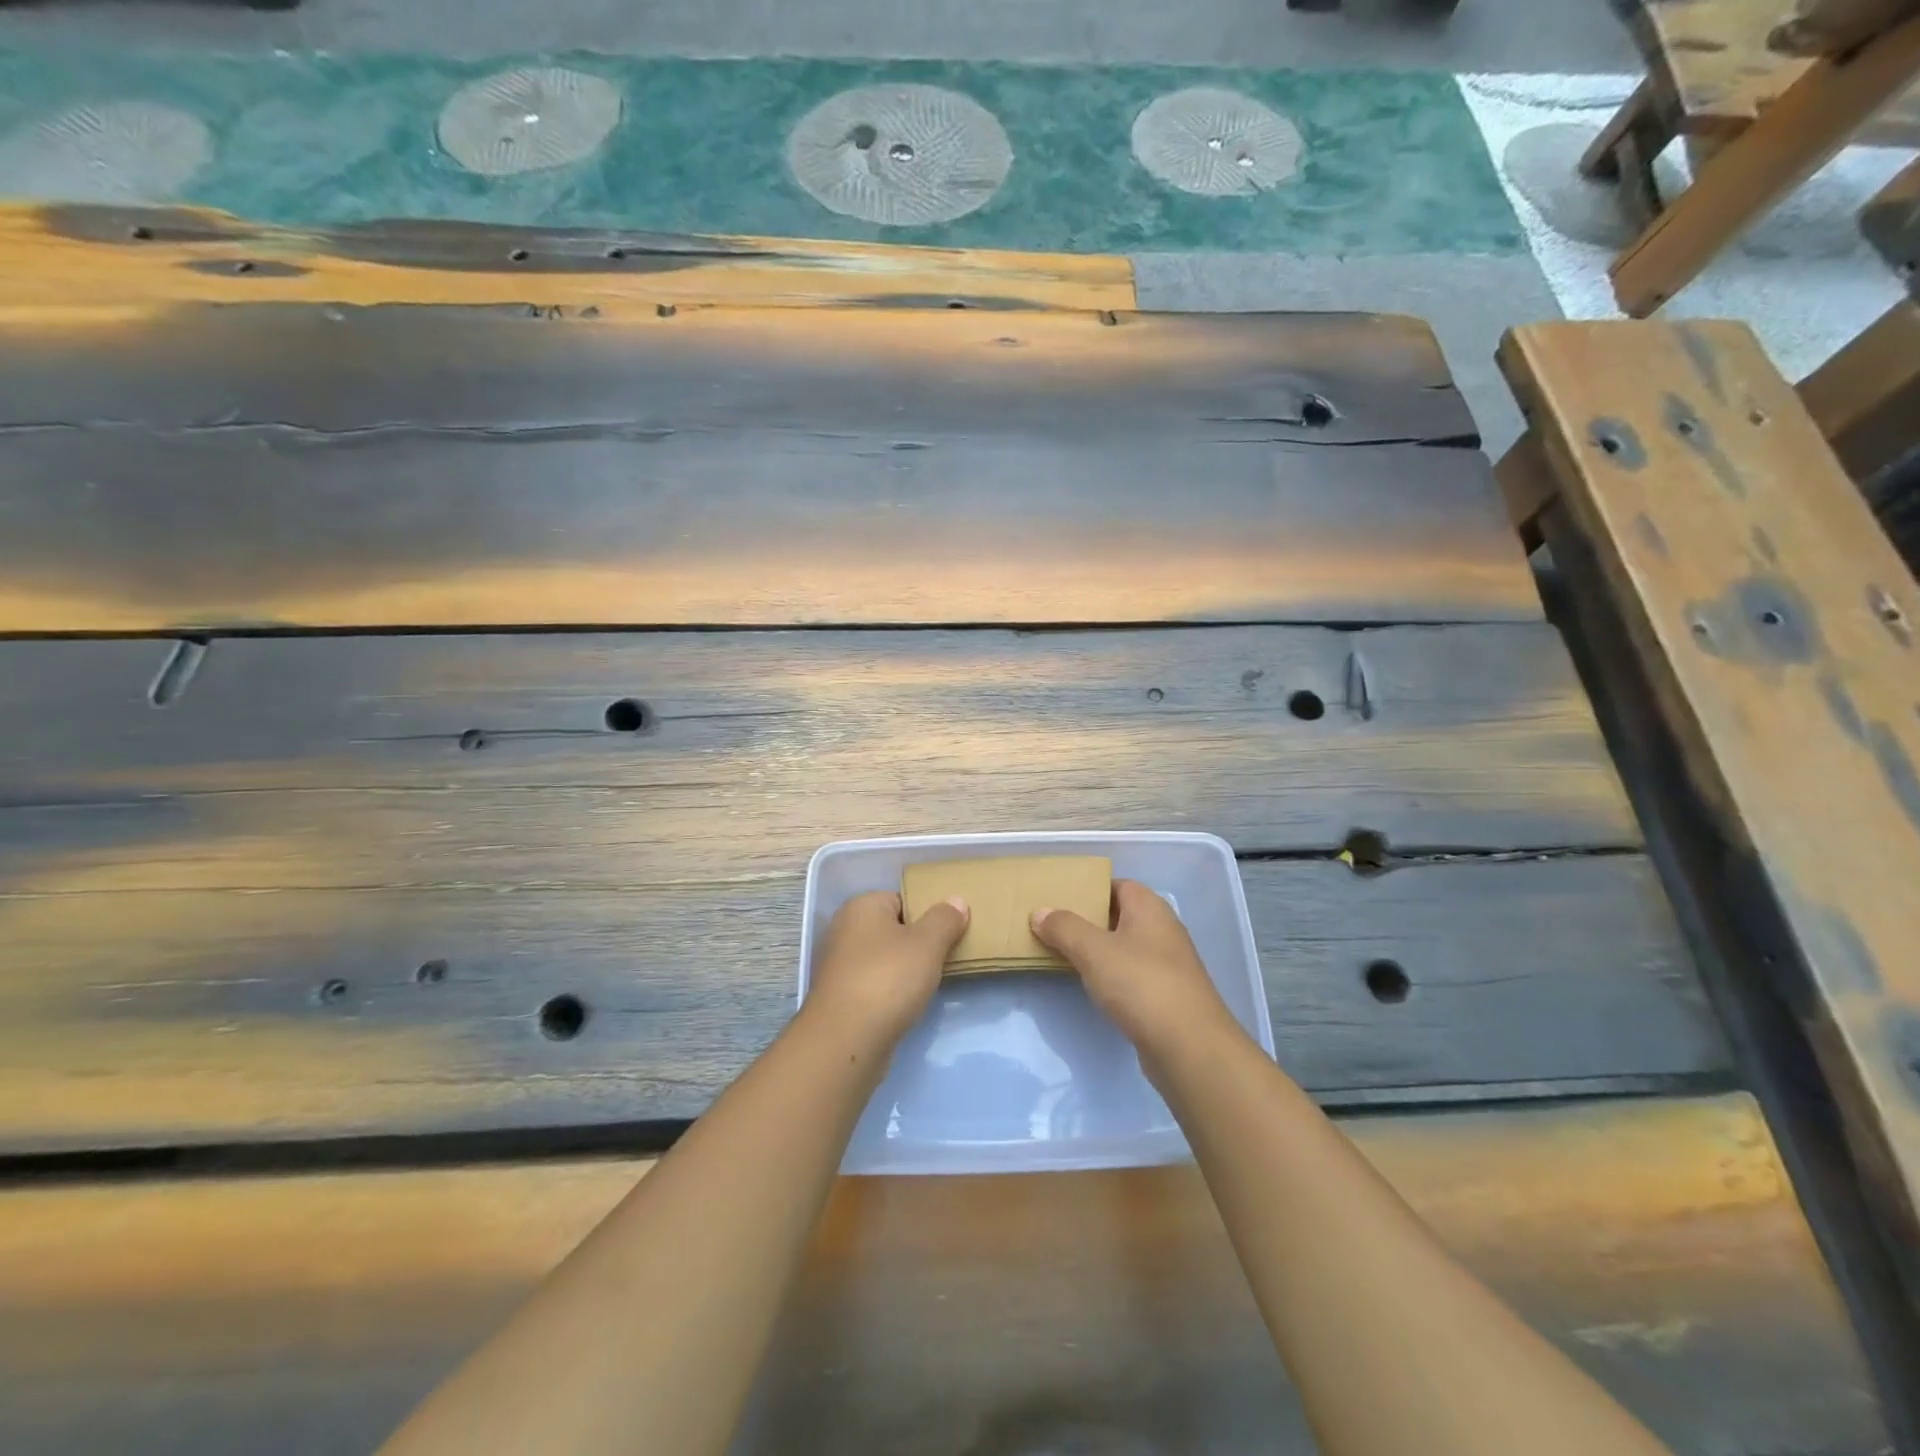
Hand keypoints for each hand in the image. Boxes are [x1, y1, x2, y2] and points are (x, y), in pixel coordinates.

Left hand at [804, 890, 968, 1050]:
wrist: (846, 1040)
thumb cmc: (888, 979)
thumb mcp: (927, 943)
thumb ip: (945, 919)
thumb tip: (956, 901)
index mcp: (861, 906)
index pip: (902, 899)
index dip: (928, 914)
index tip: (950, 932)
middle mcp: (845, 929)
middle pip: (893, 929)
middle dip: (918, 943)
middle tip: (946, 956)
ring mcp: (839, 965)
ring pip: (884, 958)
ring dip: (906, 970)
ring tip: (931, 982)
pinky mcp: (841, 996)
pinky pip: (875, 983)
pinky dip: (891, 991)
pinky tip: (908, 1004)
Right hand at [1031, 880, 1237, 1053]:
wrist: (1189, 1047)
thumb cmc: (1141, 984)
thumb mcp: (1093, 950)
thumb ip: (1064, 928)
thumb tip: (1040, 912)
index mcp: (1150, 908)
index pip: (1118, 885)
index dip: (1090, 888)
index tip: (1060, 898)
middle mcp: (1163, 929)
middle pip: (1120, 915)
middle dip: (1089, 920)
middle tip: (1054, 926)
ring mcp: (1168, 964)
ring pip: (1126, 947)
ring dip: (1099, 950)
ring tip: (1064, 954)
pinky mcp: (1167, 995)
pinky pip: (1132, 974)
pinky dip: (1112, 975)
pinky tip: (1092, 986)